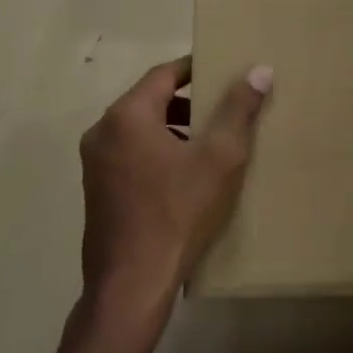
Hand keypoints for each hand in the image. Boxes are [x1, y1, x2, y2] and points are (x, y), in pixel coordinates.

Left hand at [78, 57, 271, 341]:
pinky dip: (157, 152)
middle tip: (224, 111)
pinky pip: (130, 155)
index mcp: (127, 116)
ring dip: (174, 129)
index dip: (196, 69)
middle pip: (150, 100)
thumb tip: (258, 70)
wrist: (132, 283)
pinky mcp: (96, 191)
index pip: (164, 74)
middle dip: (188, 102)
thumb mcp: (219, 158)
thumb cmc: (179, 212)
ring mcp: (94, 164)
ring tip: (210, 145)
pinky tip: (184, 177)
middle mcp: (102, 132)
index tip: (225, 71)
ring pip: (140, 130)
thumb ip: (238, 110)